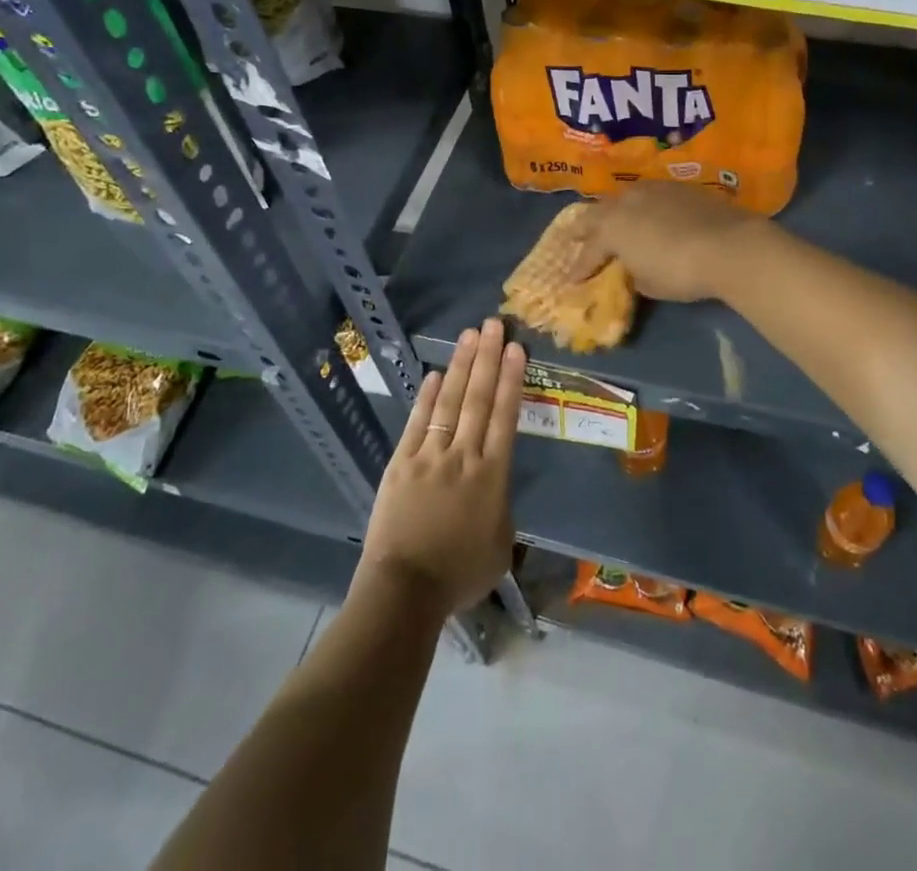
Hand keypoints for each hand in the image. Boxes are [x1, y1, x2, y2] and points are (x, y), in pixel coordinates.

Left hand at [357, 318, 523, 619]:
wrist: (405, 590)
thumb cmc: (459, 574)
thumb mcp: (500, 546)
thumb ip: (501, 509)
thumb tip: (495, 489)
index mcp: (493, 476)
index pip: (505, 416)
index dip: (510, 379)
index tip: (515, 348)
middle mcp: (464, 456)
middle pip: (478, 399)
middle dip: (487, 358)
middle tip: (493, 325)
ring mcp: (430, 456)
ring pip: (449, 402)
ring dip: (460, 366)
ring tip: (469, 336)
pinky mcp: (401, 462)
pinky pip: (417, 422)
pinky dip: (426, 396)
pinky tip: (433, 374)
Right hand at [571, 183, 768, 301]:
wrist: (729, 245)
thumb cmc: (681, 272)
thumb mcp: (650, 284)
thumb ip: (634, 273)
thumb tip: (634, 268)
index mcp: (612, 228)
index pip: (589, 250)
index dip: (580, 267)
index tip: (571, 280)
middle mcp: (626, 202)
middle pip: (596, 213)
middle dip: (584, 228)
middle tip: (574, 237)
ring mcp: (653, 189)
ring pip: (623, 197)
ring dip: (614, 211)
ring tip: (611, 219)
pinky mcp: (679, 187)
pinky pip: (650, 194)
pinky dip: (642, 206)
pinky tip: (648, 213)